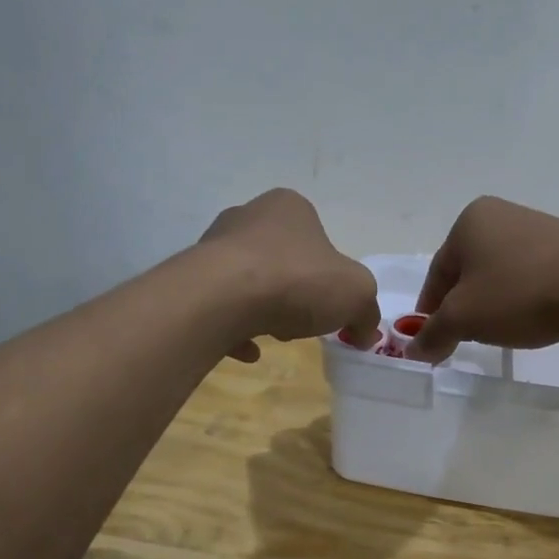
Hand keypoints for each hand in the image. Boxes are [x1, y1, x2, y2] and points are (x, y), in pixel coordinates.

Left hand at [200, 189, 378, 362]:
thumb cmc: (297, 280)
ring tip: (274, 333)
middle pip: (281, 259)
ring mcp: (214, 247)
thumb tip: (365, 332)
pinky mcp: (192, 279)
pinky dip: (236, 327)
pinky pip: (221, 307)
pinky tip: (248, 350)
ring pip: (250, 281)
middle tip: (304, 319)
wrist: (223, 297)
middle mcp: (248, 217)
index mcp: (289, 208)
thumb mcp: (356, 294)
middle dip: (295, 291)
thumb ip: (366, 312)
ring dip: (265, 307)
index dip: (329, 274)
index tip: (331, 303)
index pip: (317, 237)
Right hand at [407, 197, 558, 363]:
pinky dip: (521, 296)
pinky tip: (530, 317)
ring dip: (492, 302)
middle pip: (468, 271)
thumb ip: (433, 334)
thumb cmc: (518, 294)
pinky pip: (530, 273)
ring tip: (499, 331)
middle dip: (462, 305)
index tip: (431, 339)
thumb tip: (413, 350)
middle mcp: (501, 214)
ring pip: (499, 273)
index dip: (430, 310)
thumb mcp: (464, 319)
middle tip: (463, 338)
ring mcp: (537, 226)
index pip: (437, 273)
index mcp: (469, 220)